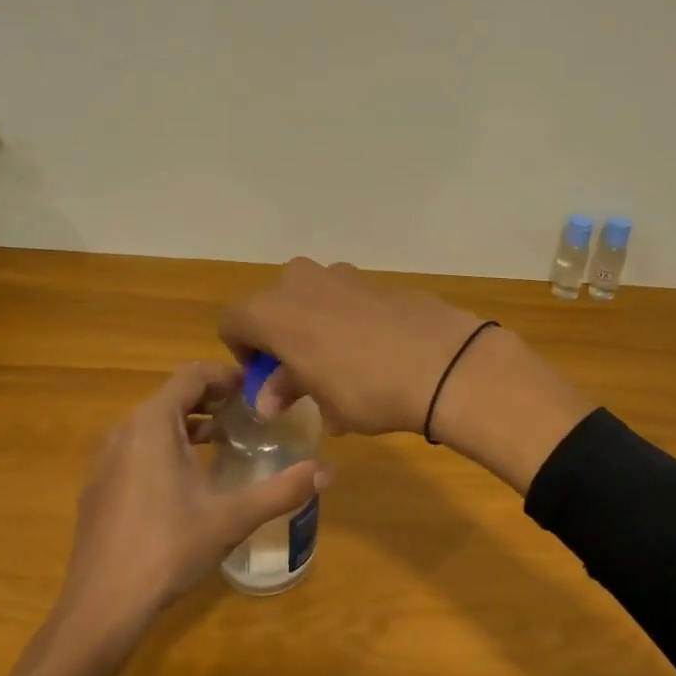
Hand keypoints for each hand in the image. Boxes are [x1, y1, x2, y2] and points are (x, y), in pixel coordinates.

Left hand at [52, 361, 328, 638]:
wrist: (101, 607)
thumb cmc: (169, 548)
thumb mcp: (234, 516)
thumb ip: (283, 489)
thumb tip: (328, 471)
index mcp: (154, 423)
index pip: (194, 374)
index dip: (228, 376)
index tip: (257, 394)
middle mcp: (125, 430)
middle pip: (174, 395)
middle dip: (213, 400)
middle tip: (248, 417)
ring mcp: (105, 460)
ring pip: (153, 423)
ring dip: (190, 424)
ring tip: (223, 444)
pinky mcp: (98, 488)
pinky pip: (137, 449)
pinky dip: (165, 448)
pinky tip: (186, 484)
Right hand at [218, 259, 486, 435]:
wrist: (442, 363)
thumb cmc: (365, 388)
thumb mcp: (322, 401)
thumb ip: (290, 389)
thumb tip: (270, 397)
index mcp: (272, 310)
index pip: (232, 321)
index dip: (243, 350)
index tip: (266, 378)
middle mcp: (301, 282)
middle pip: (274, 304)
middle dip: (281, 334)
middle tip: (301, 371)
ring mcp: (344, 275)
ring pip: (314, 296)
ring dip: (316, 324)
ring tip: (342, 364)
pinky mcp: (380, 280)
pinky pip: (350, 298)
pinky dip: (351, 318)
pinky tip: (376, 350)